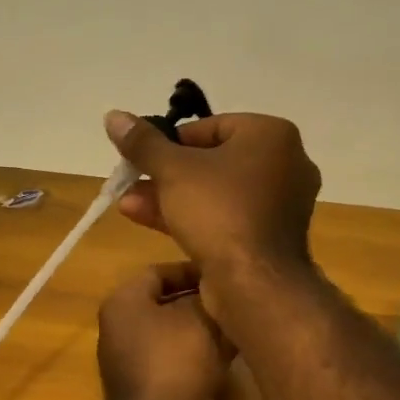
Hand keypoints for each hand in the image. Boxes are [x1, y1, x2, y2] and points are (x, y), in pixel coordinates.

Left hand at [96, 263, 231, 399]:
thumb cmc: (174, 357)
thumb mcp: (196, 316)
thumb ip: (207, 296)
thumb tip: (216, 290)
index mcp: (123, 305)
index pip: (156, 273)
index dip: (189, 268)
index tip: (222, 268)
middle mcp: (127, 332)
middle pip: (169, 305)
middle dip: (203, 299)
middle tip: (239, 291)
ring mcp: (144, 364)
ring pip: (182, 336)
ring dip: (211, 329)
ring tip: (247, 316)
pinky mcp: (164, 392)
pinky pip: (190, 363)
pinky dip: (213, 354)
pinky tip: (244, 345)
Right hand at [104, 111, 321, 288]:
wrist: (255, 283)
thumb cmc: (218, 211)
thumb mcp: (172, 170)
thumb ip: (142, 143)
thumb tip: (114, 116)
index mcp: (272, 135)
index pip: (210, 126)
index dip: (169, 141)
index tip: (142, 156)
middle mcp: (285, 164)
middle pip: (211, 161)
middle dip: (164, 174)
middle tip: (130, 181)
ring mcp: (280, 204)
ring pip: (215, 192)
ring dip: (169, 197)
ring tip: (125, 204)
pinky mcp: (269, 237)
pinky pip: (226, 217)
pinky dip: (191, 217)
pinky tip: (147, 220)